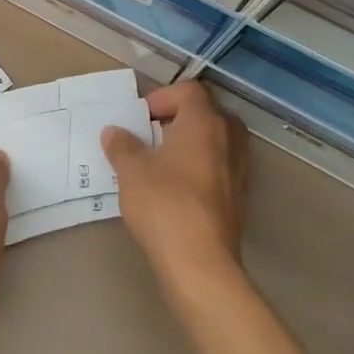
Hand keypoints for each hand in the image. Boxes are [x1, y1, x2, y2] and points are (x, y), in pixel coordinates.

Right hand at [102, 82, 247, 295]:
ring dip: (192, 144)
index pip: (190, 90)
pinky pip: (221, 167)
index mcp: (204, 122)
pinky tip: (177, 188)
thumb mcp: (131, 170)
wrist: (199, 262)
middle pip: (208, 112)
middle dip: (180, 118)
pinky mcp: (239, 197)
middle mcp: (228, 139)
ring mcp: (239, 169)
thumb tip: (114, 132)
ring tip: (163, 161)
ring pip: (217, 141)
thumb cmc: (163, 203)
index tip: (142, 118)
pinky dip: (202, 167)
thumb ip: (122, 145)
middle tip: (153, 134)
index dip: (164, 97)